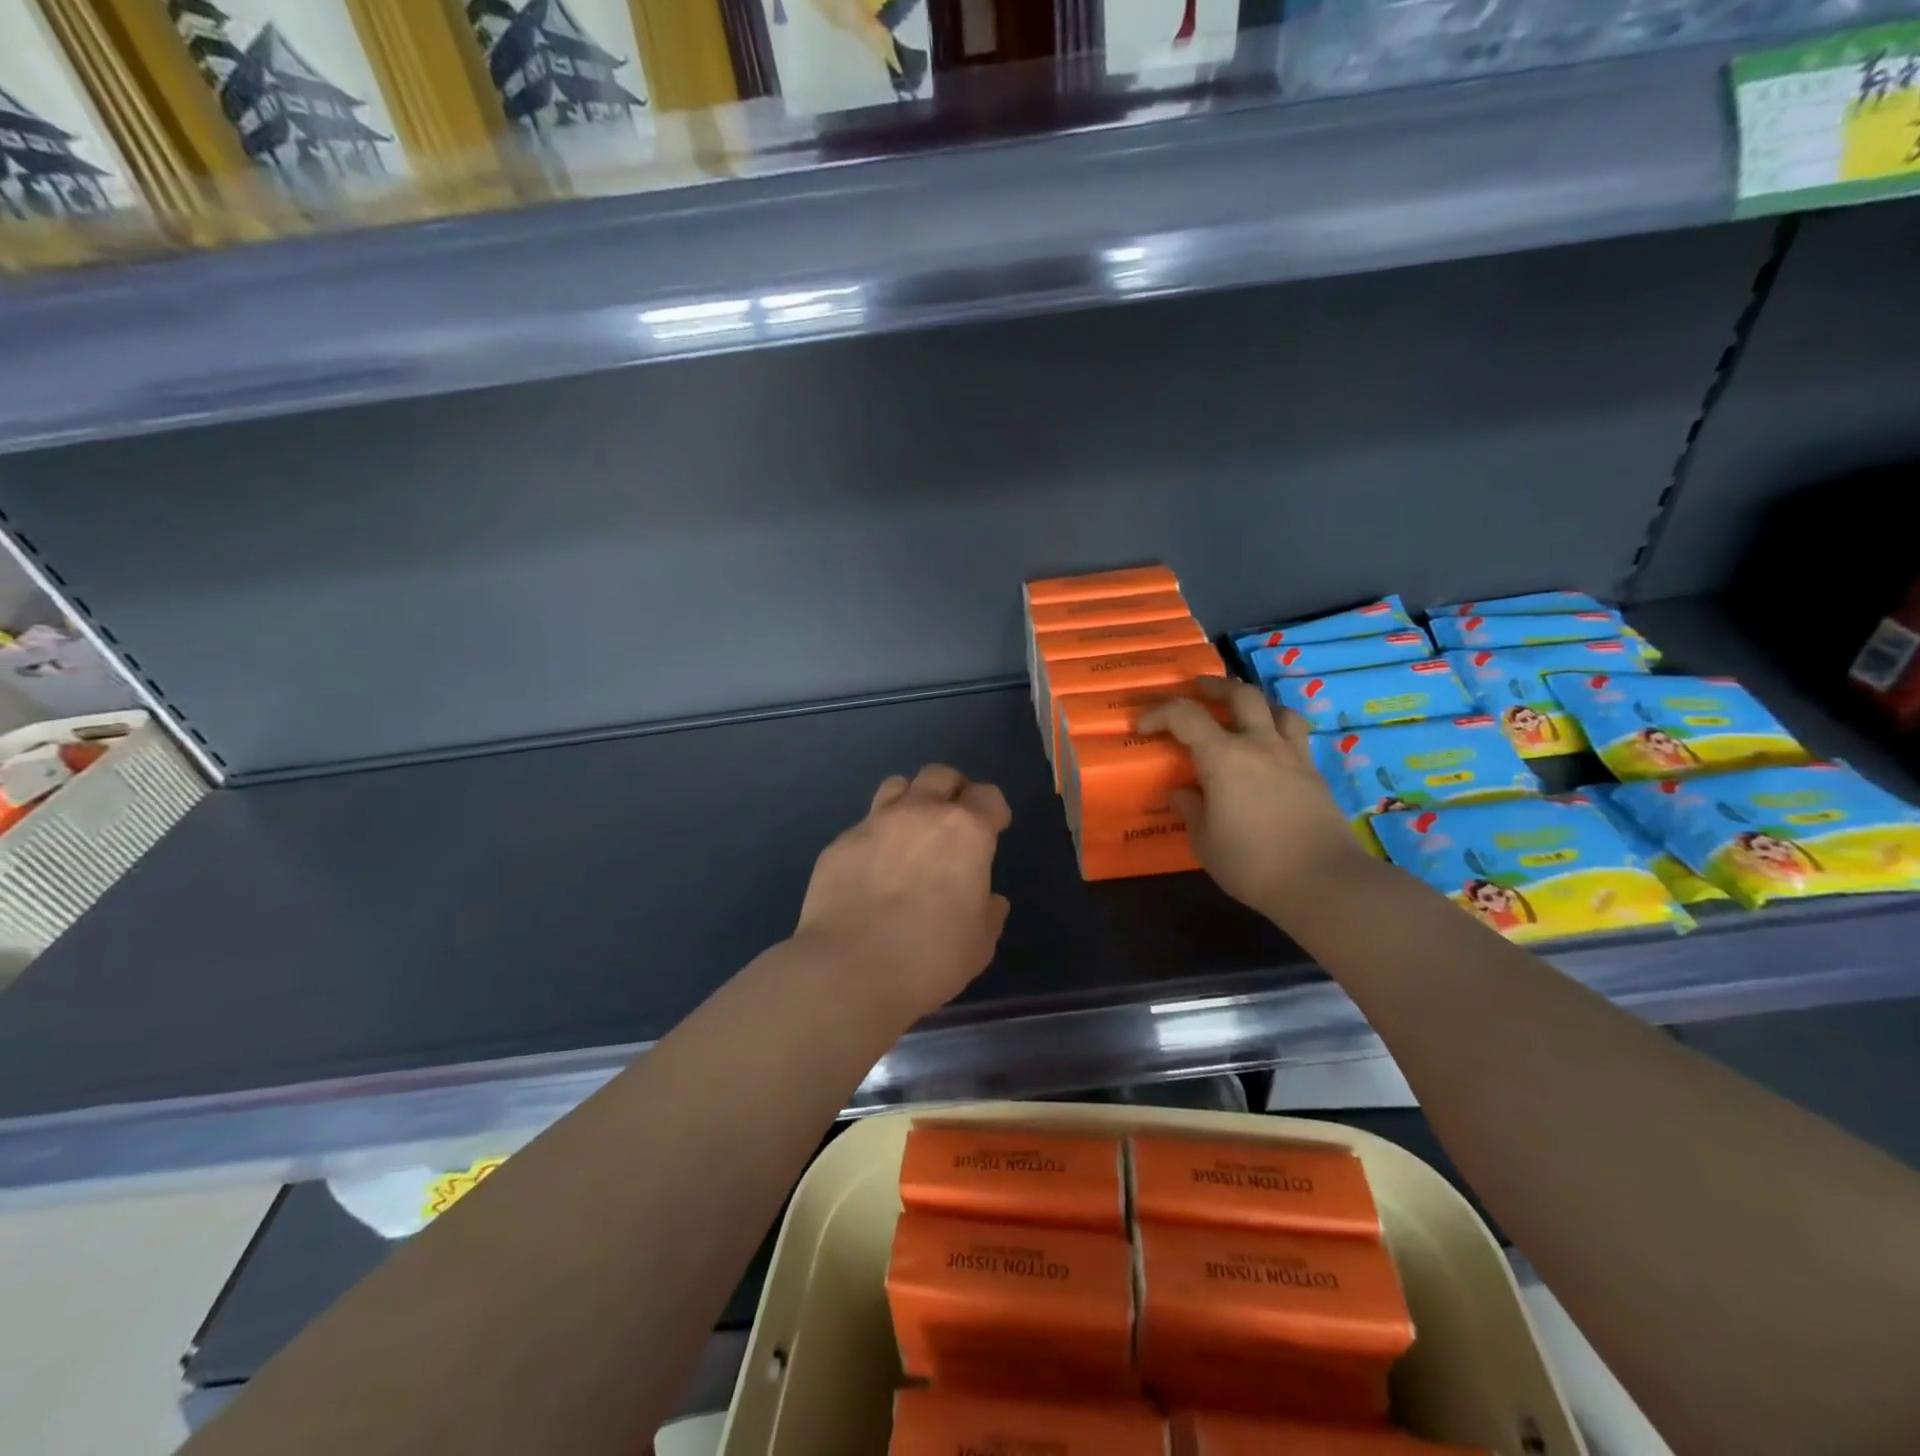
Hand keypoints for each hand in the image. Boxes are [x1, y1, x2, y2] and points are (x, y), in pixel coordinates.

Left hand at [794, 764, 1011, 1022]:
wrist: (850, 969)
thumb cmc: (930, 957)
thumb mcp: (979, 943)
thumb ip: (989, 912)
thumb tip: (989, 900)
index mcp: (965, 832)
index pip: (988, 796)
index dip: (994, 810)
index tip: (994, 828)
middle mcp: (920, 814)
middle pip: (940, 775)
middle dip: (952, 790)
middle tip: (953, 820)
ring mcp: (875, 823)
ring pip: (897, 785)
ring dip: (910, 800)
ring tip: (910, 832)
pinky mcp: (840, 843)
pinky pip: (864, 824)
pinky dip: (876, 837)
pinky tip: (872, 869)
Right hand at [1138, 677, 1370, 917]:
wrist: (1322, 881)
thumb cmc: (1251, 862)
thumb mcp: (1205, 841)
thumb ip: (1191, 810)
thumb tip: (1182, 794)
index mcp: (1223, 756)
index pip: (1184, 716)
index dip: (1159, 713)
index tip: (1143, 726)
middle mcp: (1259, 744)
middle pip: (1239, 694)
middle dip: (1214, 687)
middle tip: (1198, 690)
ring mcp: (1292, 755)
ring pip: (1276, 708)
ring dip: (1255, 702)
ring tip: (1243, 712)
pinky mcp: (1315, 773)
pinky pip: (1295, 735)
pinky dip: (1277, 730)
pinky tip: (1270, 751)